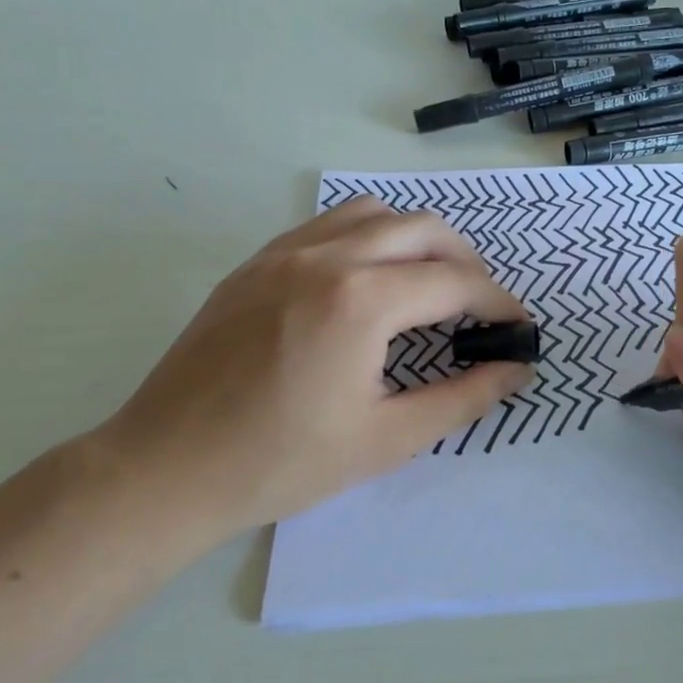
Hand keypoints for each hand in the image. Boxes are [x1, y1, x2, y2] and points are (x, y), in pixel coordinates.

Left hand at [94, 197, 532, 544]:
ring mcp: (284, 252)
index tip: (518, 327)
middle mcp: (327, 257)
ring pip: (374, 213)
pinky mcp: (255, 263)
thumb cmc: (281, 463)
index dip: (498, 303)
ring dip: (415, 240)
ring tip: (426, 285)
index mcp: (362, 300)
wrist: (164, 470)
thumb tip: (516, 369)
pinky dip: (366, 238)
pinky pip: (327, 225)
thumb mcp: (387, 439)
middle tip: (478, 307)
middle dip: (466, 262)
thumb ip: (463, 397)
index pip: (456, 283)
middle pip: (423, 229)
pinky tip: (366, 283)